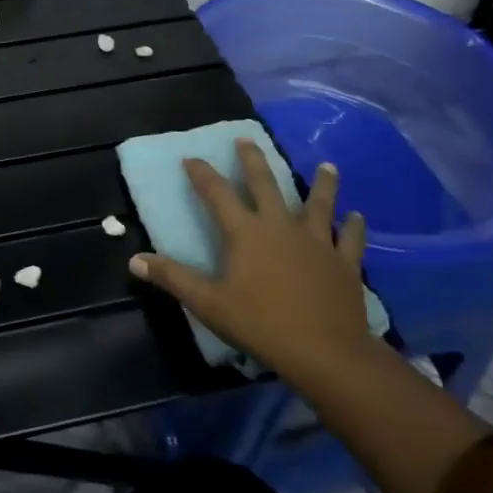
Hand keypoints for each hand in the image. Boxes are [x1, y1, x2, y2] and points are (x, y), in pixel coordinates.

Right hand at [128, 141, 372, 392]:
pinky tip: (358, 216)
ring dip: (321, 184)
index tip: (190, 158)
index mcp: (245, 232)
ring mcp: (317, 241)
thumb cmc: (260, 324)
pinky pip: (350, 238)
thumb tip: (135, 261)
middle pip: (265, 184)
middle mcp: (280, 225)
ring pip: (318, 204)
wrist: (325, 352)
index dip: (201, 173)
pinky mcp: (344, 262)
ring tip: (326, 165)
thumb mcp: (208, 303)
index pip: (216, 193)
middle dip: (253, 160)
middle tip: (247, 140)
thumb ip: (172, 278)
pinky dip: (354, 226)